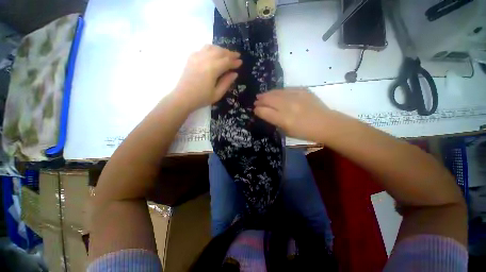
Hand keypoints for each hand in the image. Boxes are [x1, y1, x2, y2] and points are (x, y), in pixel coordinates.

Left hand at [175, 45, 241, 110]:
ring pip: (212, 48)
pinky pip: (203, 49)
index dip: (234, 62)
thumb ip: (227, 82)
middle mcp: (205, 59)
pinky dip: (211, 49)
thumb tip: (235, 74)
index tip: (241, 62)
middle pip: (220, 52)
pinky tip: (214, 53)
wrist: (183, 97)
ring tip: (227, 53)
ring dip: (221, 49)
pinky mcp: (191, 58)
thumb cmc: (201, 98)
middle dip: (230, 53)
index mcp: (212, 69)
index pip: (227, 62)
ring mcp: (197, 57)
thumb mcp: (217, 94)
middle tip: (237, 56)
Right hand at [254, 89, 329, 141]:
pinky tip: (276, 93)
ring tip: (262, 95)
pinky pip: (286, 89)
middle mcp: (288, 106)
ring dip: (267, 94)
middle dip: (260, 100)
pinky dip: (278, 91)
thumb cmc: (305, 132)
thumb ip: (275, 121)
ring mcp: (295, 97)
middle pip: (268, 100)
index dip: (258, 110)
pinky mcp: (302, 91)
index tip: (255, 109)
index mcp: (283, 119)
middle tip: (256, 101)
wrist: (326, 124)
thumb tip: (265, 113)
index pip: (264, 112)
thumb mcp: (287, 131)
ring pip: (276, 92)